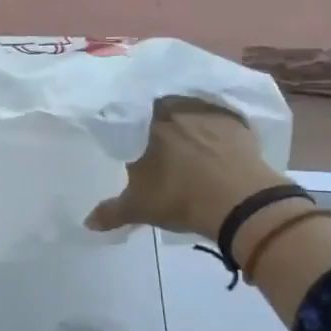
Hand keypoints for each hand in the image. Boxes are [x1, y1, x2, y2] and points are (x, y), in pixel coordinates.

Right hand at [86, 97, 288, 240]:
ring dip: (189, 123)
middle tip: (159, 144)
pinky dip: (216, 131)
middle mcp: (178, 108)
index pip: (131, 114)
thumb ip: (110, 212)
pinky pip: (221, 121)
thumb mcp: (138, 208)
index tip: (132, 140)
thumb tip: (88, 222)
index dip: (131, 127)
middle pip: (162, 109)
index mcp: (148, 122)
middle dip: (160, 123)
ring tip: (189, 145)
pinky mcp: (240, 123)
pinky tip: (216, 148)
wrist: (241, 203)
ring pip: (192, 111)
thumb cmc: (180, 198)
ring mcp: (212, 113)